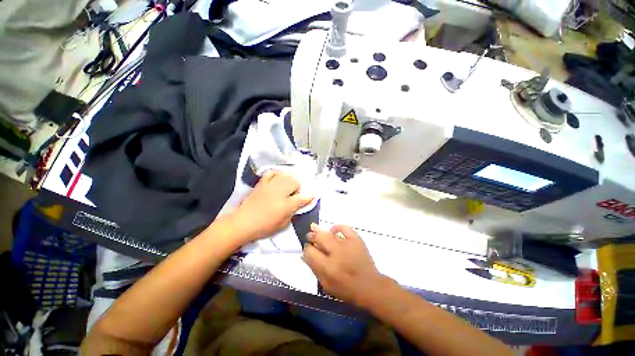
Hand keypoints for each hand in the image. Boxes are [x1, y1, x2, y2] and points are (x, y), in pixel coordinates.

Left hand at [229, 170, 312, 242]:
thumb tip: (298, 204)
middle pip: (295, 181)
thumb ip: (293, 213)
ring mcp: (270, 186)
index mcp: (286, 205)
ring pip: (286, 176)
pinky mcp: (262, 183)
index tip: (311, 196)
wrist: (243, 223)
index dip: (309, 197)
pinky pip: (272, 172)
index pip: (303, 197)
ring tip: (286, 187)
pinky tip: (278, 179)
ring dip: (289, 181)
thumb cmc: (264, 227)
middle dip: (298, 187)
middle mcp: (280, 193)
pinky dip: (277, 174)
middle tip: (293, 194)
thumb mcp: (283, 224)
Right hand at [302, 224, 390, 306]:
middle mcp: (335, 253)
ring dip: (319, 231)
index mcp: (327, 268)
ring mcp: (347, 244)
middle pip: (318, 238)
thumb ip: (314, 269)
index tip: (308, 249)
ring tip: (315, 229)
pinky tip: (333, 230)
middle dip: (311, 236)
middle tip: (310, 237)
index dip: (306, 249)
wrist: (370, 286)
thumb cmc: (346, 289)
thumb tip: (304, 255)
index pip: (310, 252)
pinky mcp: (356, 239)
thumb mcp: (326, 285)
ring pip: (328, 233)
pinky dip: (337, 227)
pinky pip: (345, 228)